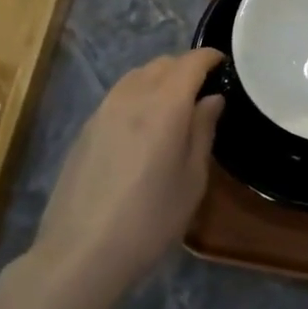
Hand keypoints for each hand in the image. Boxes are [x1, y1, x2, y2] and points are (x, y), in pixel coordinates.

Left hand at [28, 48, 224, 294]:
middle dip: (186, 67)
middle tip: (204, 89)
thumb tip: (211, 99)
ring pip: (136, 76)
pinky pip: (118, 95)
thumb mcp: (192, 179)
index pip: (190, 63)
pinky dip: (138, 94)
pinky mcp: (85, 129)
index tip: (225, 64)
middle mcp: (131, 97)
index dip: (210, 57)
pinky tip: (144, 125)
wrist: (81, 251)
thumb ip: (203, 131)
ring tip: (175, 104)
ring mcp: (102, 111)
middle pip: (161, 64)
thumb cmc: (150, 218)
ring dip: (160, 78)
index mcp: (164, 105)